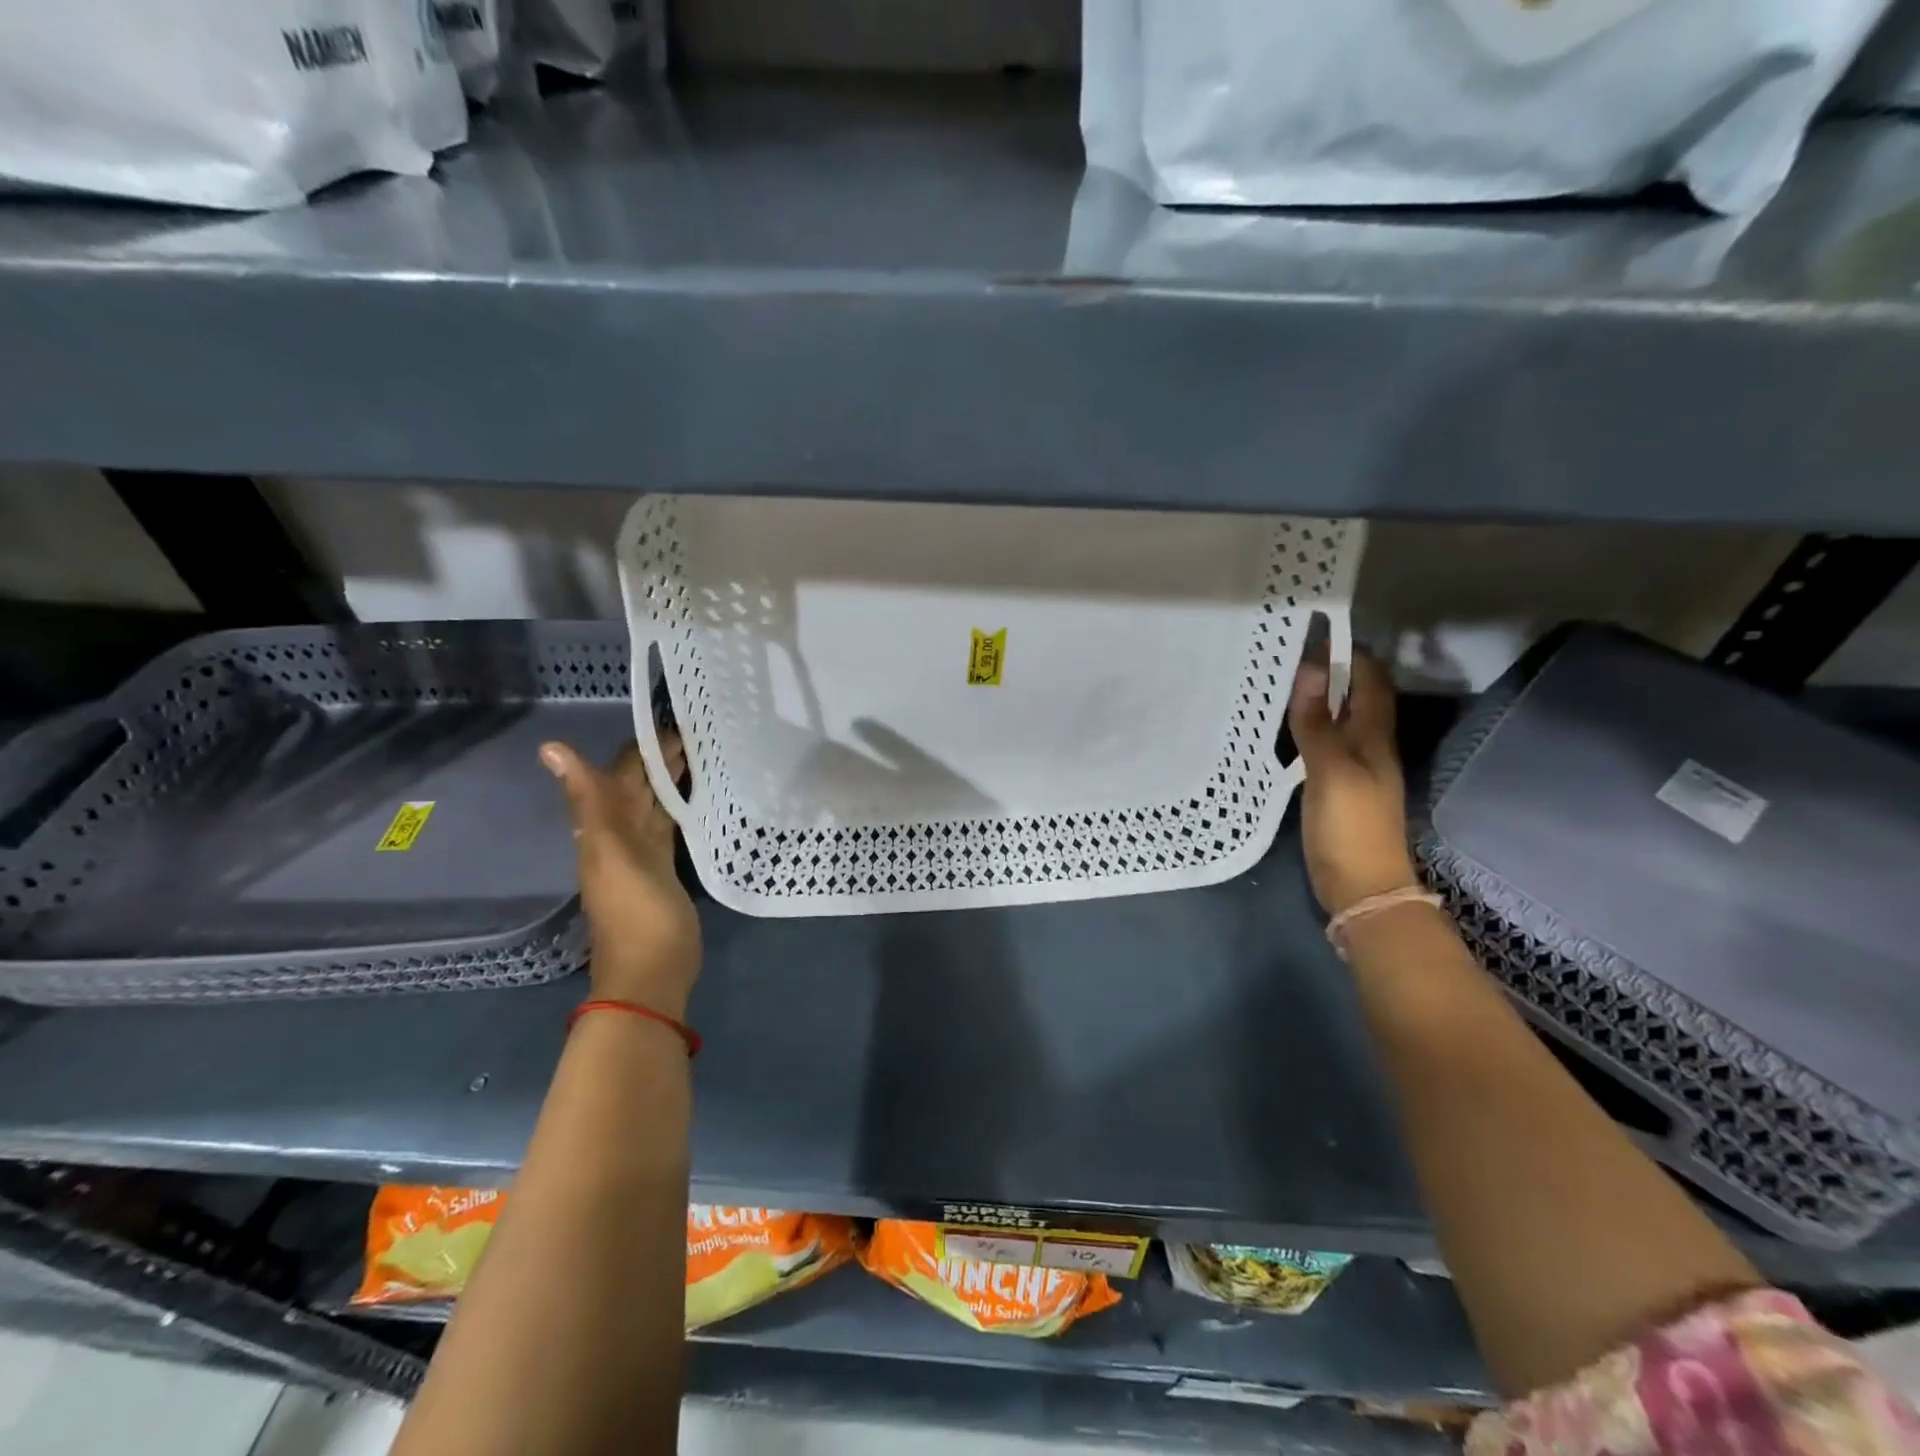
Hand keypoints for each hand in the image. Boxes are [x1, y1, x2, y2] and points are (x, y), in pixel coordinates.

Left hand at [541, 735, 700, 1017]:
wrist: (651, 973)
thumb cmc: (636, 912)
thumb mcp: (612, 850)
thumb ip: (590, 799)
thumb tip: (550, 748)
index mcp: (604, 828)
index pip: (622, 774)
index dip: (642, 748)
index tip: (674, 719)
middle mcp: (620, 836)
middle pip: (639, 788)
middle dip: (660, 759)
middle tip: (697, 730)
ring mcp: (644, 854)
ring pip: (654, 806)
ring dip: (670, 781)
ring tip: (700, 753)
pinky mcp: (665, 871)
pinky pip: (668, 828)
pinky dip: (680, 808)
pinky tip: (697, 798)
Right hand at [1288, 652, 1421, 916]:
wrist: (1361, 889)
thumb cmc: (1350, 827)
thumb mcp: (1331, 771)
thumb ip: (1319, 722)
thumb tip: (1312, 668)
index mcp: (1375, 737)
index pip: (1370, 681)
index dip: (1350, 653)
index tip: (1313, 630)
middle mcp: (1368, 746)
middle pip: (1355, 697)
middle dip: (1330, 670)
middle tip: (1286, 650)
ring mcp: (1352, 768)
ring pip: (1338, 719)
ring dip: (1316, 698)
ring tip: (1277, 679)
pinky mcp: (1335, 788)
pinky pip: (1322, 744)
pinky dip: (1306, 727)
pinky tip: (1281, 726)